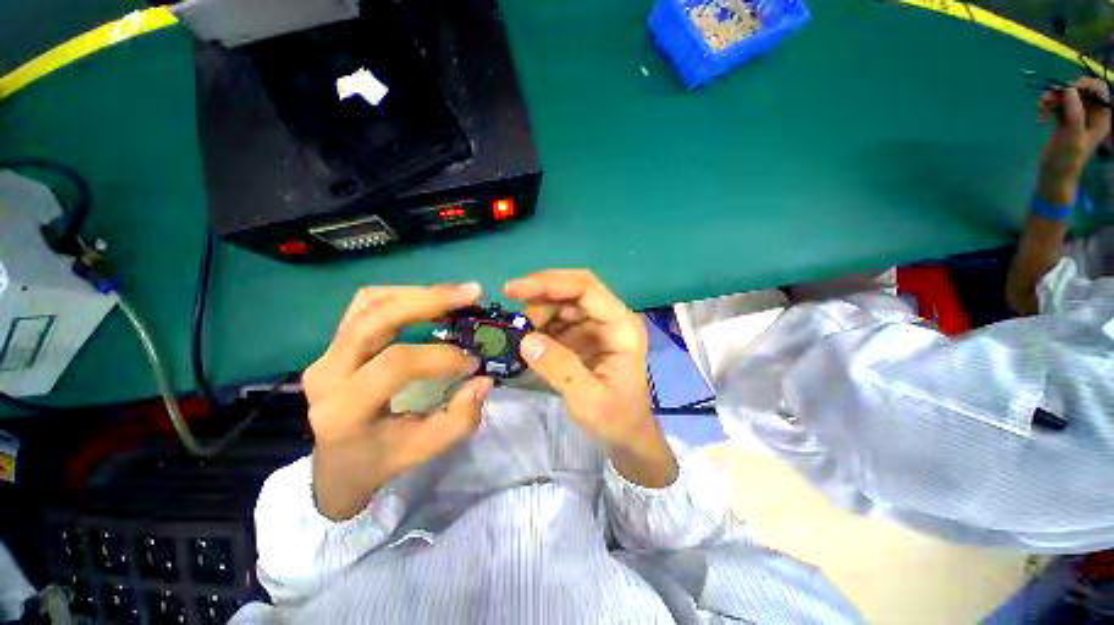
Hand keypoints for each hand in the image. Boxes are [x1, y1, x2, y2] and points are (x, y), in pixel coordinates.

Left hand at [303, 284, 493, 519]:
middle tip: (472, 294)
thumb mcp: (424, 450)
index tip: (473, 362)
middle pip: (374, 318)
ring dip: (418, 293)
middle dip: (429, 301)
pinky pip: (367, 305)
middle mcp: (327, 372)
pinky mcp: (335, 342)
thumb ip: (459, 419)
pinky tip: (431, 301)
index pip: (395, 364)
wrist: (336, 463)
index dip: (441, 357)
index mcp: (345, 408)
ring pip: (369, 302)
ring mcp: (326, 352)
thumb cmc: (380, 459)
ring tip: (456, 294)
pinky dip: (404, 296)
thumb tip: (484, 379)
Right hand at [504, 270, 676, 486]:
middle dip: (540, 298)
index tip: (513, 290)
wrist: (626, 434)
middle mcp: (611, 318)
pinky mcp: (586, 334)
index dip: (549, 283)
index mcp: (621, 327)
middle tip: (514, 320)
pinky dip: (541, 326)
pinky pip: (560, 320)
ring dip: (539, 314)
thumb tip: (526, 339)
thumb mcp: (588, 400)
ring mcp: (598, 325)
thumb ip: (560, 368)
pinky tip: (530, 341)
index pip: (586, 288)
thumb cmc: (615, 418)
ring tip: (522, 337)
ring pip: (563, 303)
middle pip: (573, 290)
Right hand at [1038, 77, 1110, 203]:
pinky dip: (1046, 105)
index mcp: (1101, 116)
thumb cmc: (1067, 159)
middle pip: (1080, 89)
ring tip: (1041, 108)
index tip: (1069, 91)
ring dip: (1051, 98)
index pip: (1098, 89)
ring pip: (1065, 94)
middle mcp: (1091, 113)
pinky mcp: (1063, 117)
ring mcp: (1076, 114)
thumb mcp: (1073, 136)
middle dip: (1064, 91)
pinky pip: (1055, 102)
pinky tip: (1040, 116)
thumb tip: (1068, 90)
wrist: (1054, 173)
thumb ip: (1075, 113)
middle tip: (1051, 99)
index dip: (1085, 85)